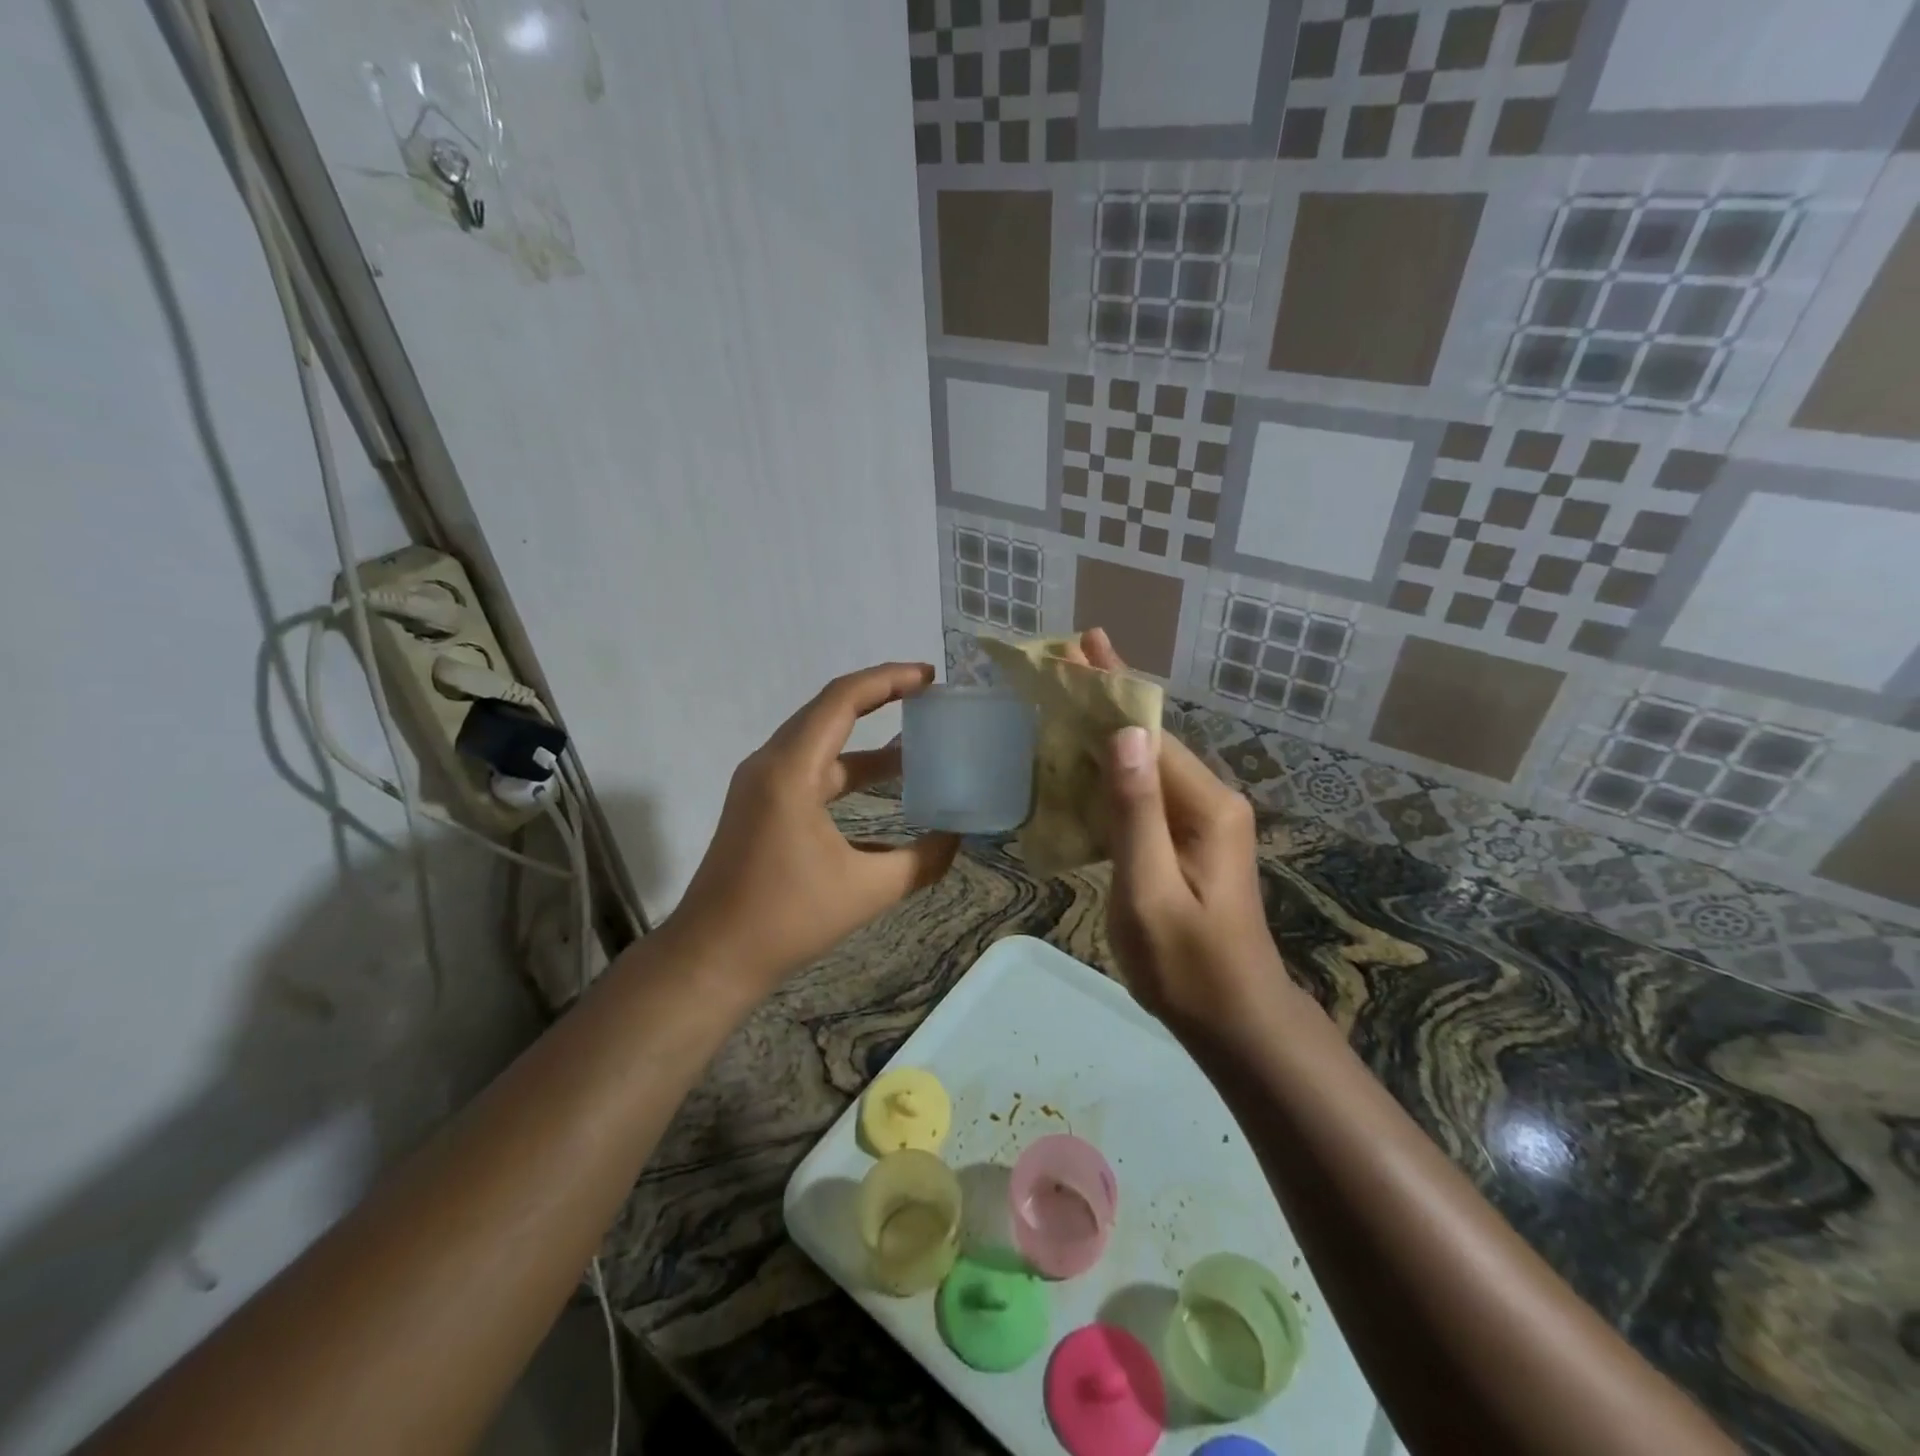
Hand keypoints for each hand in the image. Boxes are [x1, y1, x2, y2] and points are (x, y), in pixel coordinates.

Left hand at [661, 663, 960, 992]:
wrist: (712, 957)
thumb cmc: (786, 919)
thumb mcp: (866, 891)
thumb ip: (921, 862)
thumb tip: (957, 840)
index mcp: (791, 770)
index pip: (842, 700)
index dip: (888, 680)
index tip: (929, 677)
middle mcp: (770, 764)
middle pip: (828, 710)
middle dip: (880, 697)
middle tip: (928, 697)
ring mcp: (760, 785)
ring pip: (819, 742)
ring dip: (865, 738)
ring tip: (916, 741)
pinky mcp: (760, 806)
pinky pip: (810, 770)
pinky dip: (847, 769)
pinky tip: (883, 790)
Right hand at [1074, 630, 1286, 1027]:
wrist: (1235, 1021)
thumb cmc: (1187, 965)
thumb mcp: (1151, 892)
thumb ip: (1136, 814)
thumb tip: (1126, 734)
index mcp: (1205, 807)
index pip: (1149, 732)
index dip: (1110, 688)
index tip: (1080, 644)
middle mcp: (1210, 802)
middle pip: (1150, 738)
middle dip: (1107, 696)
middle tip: (1067, 656)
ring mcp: (1202, 822)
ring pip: (1146, 763)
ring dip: (1105, 730)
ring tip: (1065, 698)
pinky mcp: (1189, 841)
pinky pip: (1144, 793)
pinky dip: (1110, 770)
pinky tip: (1082, 762)